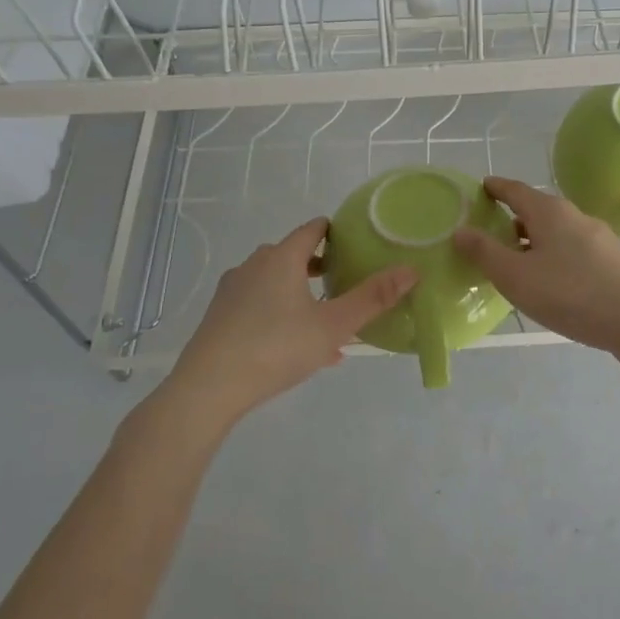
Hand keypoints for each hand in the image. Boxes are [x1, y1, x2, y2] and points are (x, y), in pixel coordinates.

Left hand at [151, 218, 416, 429]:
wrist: (208, 388)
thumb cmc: (276, 347)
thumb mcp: (333, 326)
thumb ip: (373, 298)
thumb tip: (411, 270)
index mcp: (281, 258)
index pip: (312, 230)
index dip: (336, 231)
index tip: (357, 243)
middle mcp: (254, 266)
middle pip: (292, 255)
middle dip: (321, 267)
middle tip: (346, 283)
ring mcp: (232, 292)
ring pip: (275, 284)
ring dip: (302, 295)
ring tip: (326, 321)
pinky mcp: (219, 317)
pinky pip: (259, 306)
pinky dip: (281, 315)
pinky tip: (299, 349)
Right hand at [451, 177, 619, 352]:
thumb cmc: (567, 292)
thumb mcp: (514, 275)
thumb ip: (484, 252)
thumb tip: (461, 230)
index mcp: (549, 212)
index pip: (517, 190)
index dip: (497, 188)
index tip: (482, 187)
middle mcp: (575, 216)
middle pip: (538, 211)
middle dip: (515, 219)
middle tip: (492, 234)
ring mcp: (598, 238)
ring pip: (558, 233)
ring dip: (536, 242)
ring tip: (518, 264)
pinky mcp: (612, 262)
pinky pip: (574, 252)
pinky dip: (555, 258)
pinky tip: (551, 283)